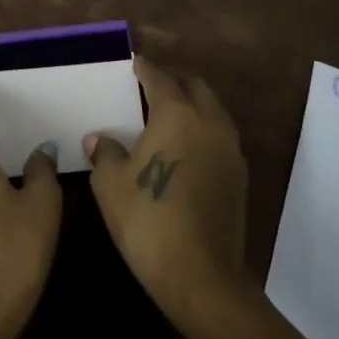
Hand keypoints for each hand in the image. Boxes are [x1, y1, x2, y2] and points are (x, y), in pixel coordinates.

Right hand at [85, 57, 248, 320]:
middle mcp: (209, 121)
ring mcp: (229, 148)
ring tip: (167, 119)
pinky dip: (202, 132)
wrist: (201, 276)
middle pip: (193, 86)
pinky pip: (219, 137)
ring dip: (192, 106)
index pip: (159, 77)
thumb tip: (99, 139)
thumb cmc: (148, 219)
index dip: (144, 67)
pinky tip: (185, 150)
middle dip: (173, 81)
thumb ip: (105, 152)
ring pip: (212, 110)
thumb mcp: (110, 184)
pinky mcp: (239, 175)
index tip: (133, 62)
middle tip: (150, 89)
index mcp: (176, 113)